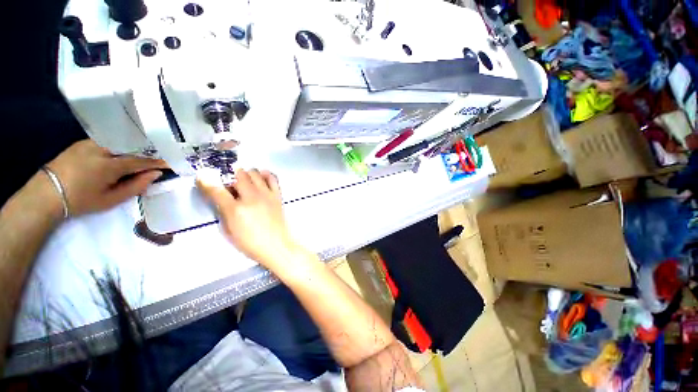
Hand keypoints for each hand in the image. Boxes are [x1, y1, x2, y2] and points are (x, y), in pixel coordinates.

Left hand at [46, 140, 167, 216]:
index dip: (158, 161)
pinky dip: (119, 145)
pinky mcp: (82, 142)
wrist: (46, 194)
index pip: (141, 160)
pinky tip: (123, 150)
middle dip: (147, 151)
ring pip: (119, 141)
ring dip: (133, 147)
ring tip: (144, 152)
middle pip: (131, 146)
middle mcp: (100, 149)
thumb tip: (156, 174)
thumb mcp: (111, 199)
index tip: (172, 162)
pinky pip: (107, 140)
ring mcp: (90, 143)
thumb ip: (136, 186)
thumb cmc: (81, 200)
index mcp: (109, 165)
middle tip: (160, 155)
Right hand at [196, 168, 298, 268]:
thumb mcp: (229, 231)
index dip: (206, 181)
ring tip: (245, 181)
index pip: (216, 190)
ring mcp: (266, 195)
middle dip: (230, 176)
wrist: (276, 245)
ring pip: (255, 173)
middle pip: (239, 175)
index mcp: (236, 210)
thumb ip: (223, 212)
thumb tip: (220, 198)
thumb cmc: (250, 242)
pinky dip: (265, 175)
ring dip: (247, 174)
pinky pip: (272, 178)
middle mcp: (251, 198)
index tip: (202, 176)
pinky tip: (261, 178)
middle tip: (230, 183)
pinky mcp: (277, 195)